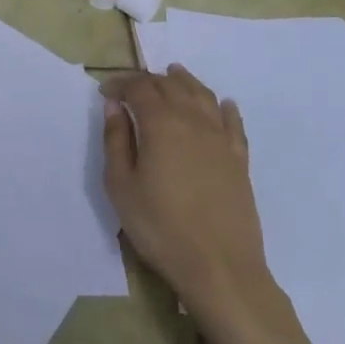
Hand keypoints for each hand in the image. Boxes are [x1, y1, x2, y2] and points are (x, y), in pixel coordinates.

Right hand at [101, 64, 338, 343]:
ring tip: (173, 75)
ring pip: (203, 95)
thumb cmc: (160, 227)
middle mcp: (193, 120)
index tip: (105, 92)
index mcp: (162, 123)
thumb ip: (116, 140)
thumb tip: (115, 106)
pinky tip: (221, 104)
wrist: (220, 268)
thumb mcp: (121, 185)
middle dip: (149, 80)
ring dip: (184, 82)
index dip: (120, 84)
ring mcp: (221, 138)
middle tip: (132, 87)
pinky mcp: (240, 159)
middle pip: (171, 86)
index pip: (139, 88)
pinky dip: (223, 106)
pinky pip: (233, 121)